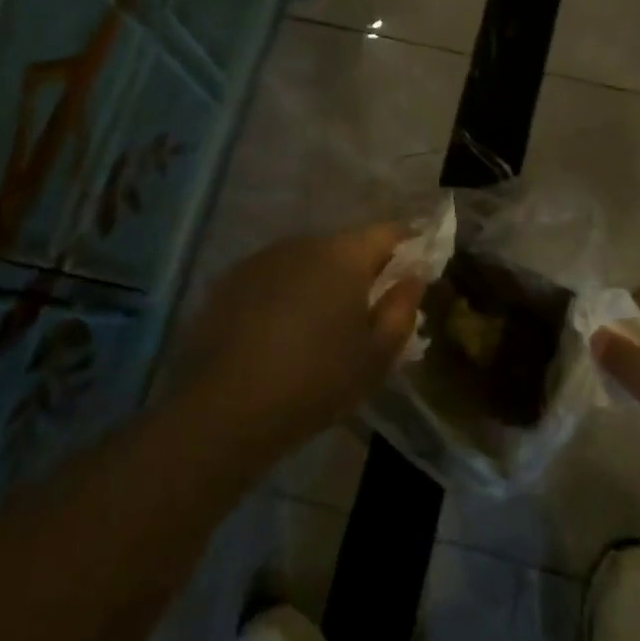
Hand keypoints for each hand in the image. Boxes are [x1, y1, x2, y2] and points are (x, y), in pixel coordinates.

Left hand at [179, 224, 423, 455]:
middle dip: (359, 271)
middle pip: (344, 247)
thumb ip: (402, 309)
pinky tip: (277, 333)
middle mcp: (303, 243)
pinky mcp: (229, 280)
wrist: (226, 407)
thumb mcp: (377, 356)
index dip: (407, 246)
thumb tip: (411, 277)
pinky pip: (272, 278)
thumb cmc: (316, 380)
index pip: (388, 232)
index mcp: (344, 255)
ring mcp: (261, 259)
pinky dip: (283, 295)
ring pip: (305, 262)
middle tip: (365, 311)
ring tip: (317, 326)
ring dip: (318, 282)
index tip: (413, 269)